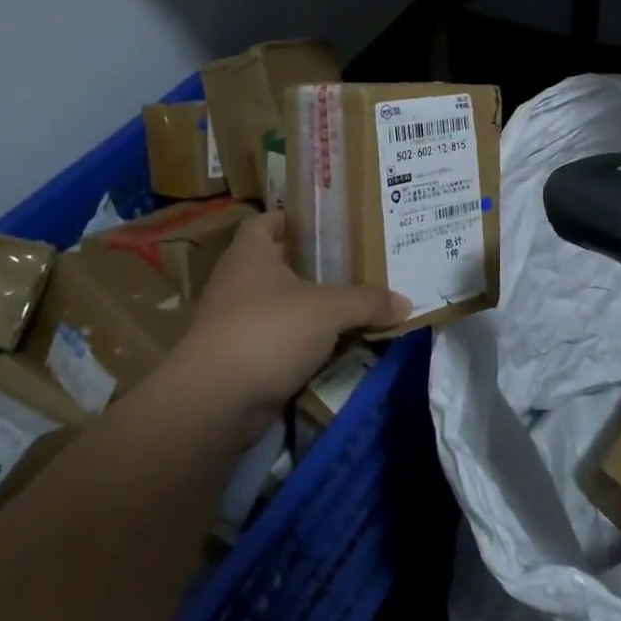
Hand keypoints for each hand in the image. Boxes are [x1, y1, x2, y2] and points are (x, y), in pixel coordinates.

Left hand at [158, 212, 409, 443]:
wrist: (215, 401)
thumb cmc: (267, 332)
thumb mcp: (328, 310)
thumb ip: (367, 302)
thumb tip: (405, 303)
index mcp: (249, 255)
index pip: (265, 222)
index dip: (291, 219)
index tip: (324, 225)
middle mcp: (237, 283)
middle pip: (276, 264)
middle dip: (311, 266)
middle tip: (353, 264)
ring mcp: (234, 323)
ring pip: (279, 306)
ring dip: (310, 308)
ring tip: (351, 305)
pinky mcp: (239, 359)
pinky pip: (279, 341)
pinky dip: (303, 343)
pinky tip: (335, 346)